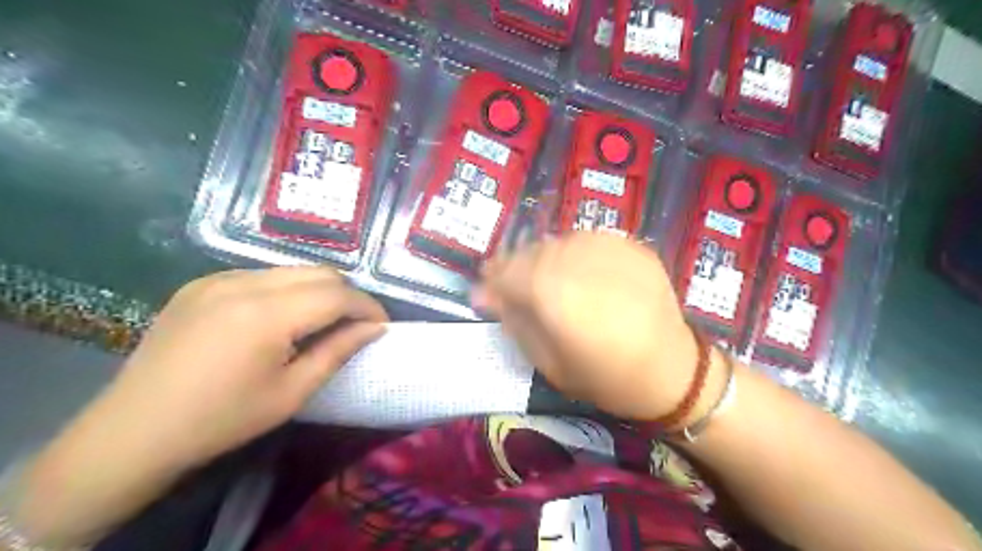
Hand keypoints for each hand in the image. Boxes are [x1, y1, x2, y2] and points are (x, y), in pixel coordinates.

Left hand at [96, 268, 387, 469]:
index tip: (382, 326)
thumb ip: (338, 351)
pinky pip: (262, 275)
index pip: (337, 295)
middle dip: (348, 295)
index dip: (368, 307)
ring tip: (324, 321)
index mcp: (266, 314)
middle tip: (357, 324)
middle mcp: (243, 283)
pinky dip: (286, 290)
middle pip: (319, 272)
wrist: (134, 430)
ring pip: (292, 270)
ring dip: (319, 290)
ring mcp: (218, 278)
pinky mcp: (201, 283)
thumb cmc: (222, 420)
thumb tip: (375, 329)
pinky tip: (281, 318)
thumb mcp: (292, 392)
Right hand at [473, 233, 697, 420]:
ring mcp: (607, 247)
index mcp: (552, 292)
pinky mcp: (630, 245)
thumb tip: (486, 296)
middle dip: (514, 269)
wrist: (674, 371)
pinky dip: (573, 255)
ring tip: (546, 281)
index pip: (505, 272)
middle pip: (530, 253)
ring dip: (543, 260)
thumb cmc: (606, 377)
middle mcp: (576, 259)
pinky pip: (587, 241)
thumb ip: (515, 321)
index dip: (491, 280)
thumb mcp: (548, 362)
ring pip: (557, 243)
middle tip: (512, 288)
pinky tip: (577, 274)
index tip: (484, 292)